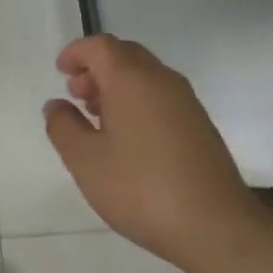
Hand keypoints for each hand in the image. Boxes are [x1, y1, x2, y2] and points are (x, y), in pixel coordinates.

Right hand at [43, 33, 260, 267]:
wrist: (216, 227)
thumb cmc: (141, 188)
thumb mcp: (85, 161)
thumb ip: (63, 126)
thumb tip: (57, 106)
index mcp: (132, 80)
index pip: (100, 46)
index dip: (76, 53)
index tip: (60, 73)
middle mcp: (162, 80)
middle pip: (125, 55)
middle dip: (96, 68)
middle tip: (76, 96)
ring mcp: (186, 102)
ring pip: (145, 75)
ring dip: (116, 86)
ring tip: (97, 120)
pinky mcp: (200, 125)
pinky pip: (161, 96)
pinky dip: (137, 101)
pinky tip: (128, 139)